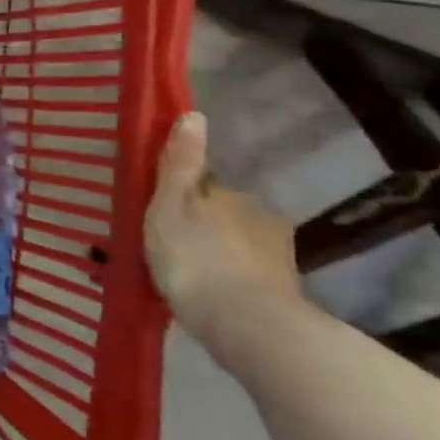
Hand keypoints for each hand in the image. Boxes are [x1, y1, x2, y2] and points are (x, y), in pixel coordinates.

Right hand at [144, 111, 306, 365]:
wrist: (245, 325)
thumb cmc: (195, 257)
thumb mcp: (171, 205)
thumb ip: (180, 163)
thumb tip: (194, 114)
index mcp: (233, 197)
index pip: (204, 185)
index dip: (180, 195)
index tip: (158, 211)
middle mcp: (262, 220)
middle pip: (222, 214)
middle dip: (200, 226)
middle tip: (165, 246)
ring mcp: (277, 259)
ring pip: (235, 247)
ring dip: (215, 255)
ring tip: (183, 276)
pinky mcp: (281, 294)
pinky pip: (245, 278)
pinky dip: (227, 282)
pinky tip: (207, 297)